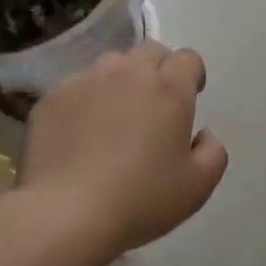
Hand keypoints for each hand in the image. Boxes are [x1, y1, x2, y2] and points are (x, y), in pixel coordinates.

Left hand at [19, 41, 228, 254]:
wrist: (65, 214)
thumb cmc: (140, 199)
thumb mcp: (197, 186)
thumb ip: (213, 152)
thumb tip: (204, 134)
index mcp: (169, 88)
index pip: (188, 58)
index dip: (192, 74)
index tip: (189, 98)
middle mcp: (129, 73)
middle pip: (149, 51)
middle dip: (158, 69)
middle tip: (153, 104)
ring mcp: (86, 80)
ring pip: (110, 65)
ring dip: (120, 81)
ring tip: (113, 115)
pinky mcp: (52, 97)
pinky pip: (76, 87)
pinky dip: (84, 101)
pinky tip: (79, 134)